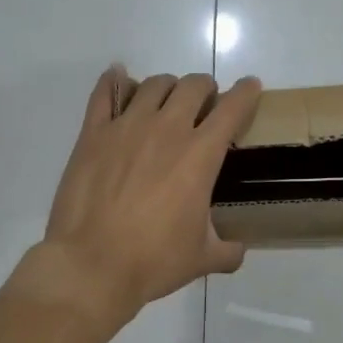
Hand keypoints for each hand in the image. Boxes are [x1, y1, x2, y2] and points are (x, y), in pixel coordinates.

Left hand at [34, 66, 262, 327]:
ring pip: (153, 84)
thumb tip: (238, 251)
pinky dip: (114, 81)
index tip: (251, 87)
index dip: (246, 93)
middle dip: (205, 88)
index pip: (232, 108)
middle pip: (193, 85)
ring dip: (167, 87)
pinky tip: (118, 78)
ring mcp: (127, 126)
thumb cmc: (153, 261)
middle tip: (204, 103)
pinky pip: (105, 93)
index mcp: (201, 154)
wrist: (92, 264)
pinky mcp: (93, 133)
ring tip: (166, 100)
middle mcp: (168, 129)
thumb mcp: (202, 258)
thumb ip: (227, 250)